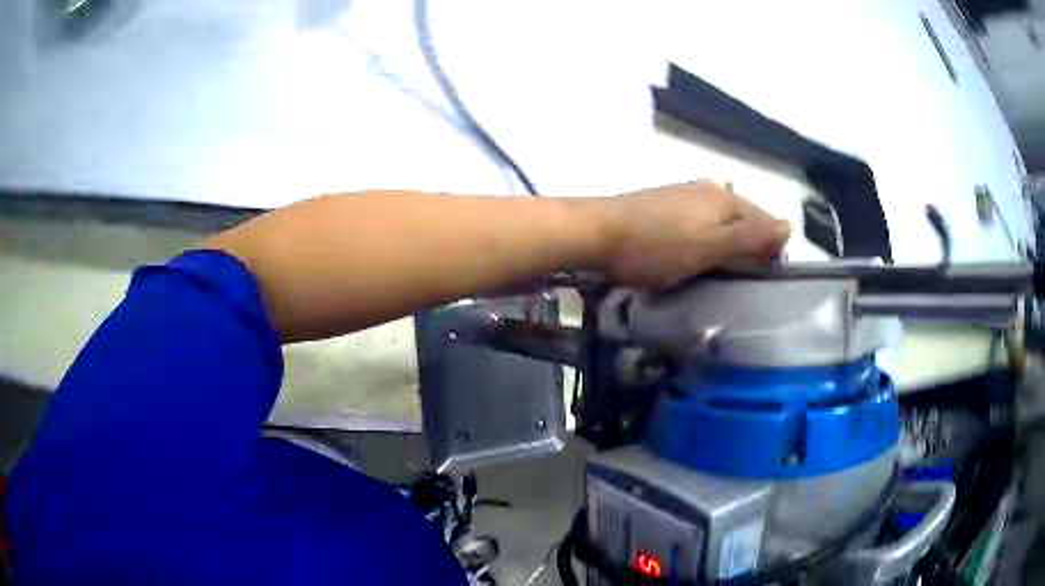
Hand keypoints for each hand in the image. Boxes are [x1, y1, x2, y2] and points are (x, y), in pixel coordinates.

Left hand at [593, 181, 790, 287]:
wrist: (596, 233)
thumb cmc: (657, 246)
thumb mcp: (709, 247)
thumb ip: (750, 238)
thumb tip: (790, 226)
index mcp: (726, 198)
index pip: (767, 222)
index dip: (770, 252)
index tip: (758, 283)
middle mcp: (710, 189)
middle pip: (744, 222)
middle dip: (747, 251)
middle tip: (734, 283)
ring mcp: (685, 195)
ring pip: (720, 225)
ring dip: (724, 249)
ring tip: (714, 276)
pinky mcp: (665, 206)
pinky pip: (698, 226)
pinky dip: (703, 244)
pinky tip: (691, 260)